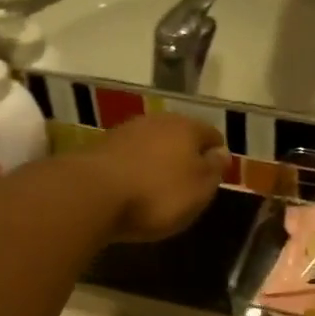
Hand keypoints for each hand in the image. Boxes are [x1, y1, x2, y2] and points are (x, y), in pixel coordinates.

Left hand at [85, 113, 228, 242]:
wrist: (92, 194)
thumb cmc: (158, 194)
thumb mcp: (199, 189)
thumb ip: (214, 169)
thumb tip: (222, 152)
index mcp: (187, 127)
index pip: (212, 135)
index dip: (217, 154)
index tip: (216, 175)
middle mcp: (157, 121)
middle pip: (180, 135)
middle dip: (186, 154)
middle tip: (188, 181)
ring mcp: (126, 131)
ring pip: (152, 143)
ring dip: (158, 159)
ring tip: (159, 185)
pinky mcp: (100, 147)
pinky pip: (129, 156)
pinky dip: (135, 167)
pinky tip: (133, 186)